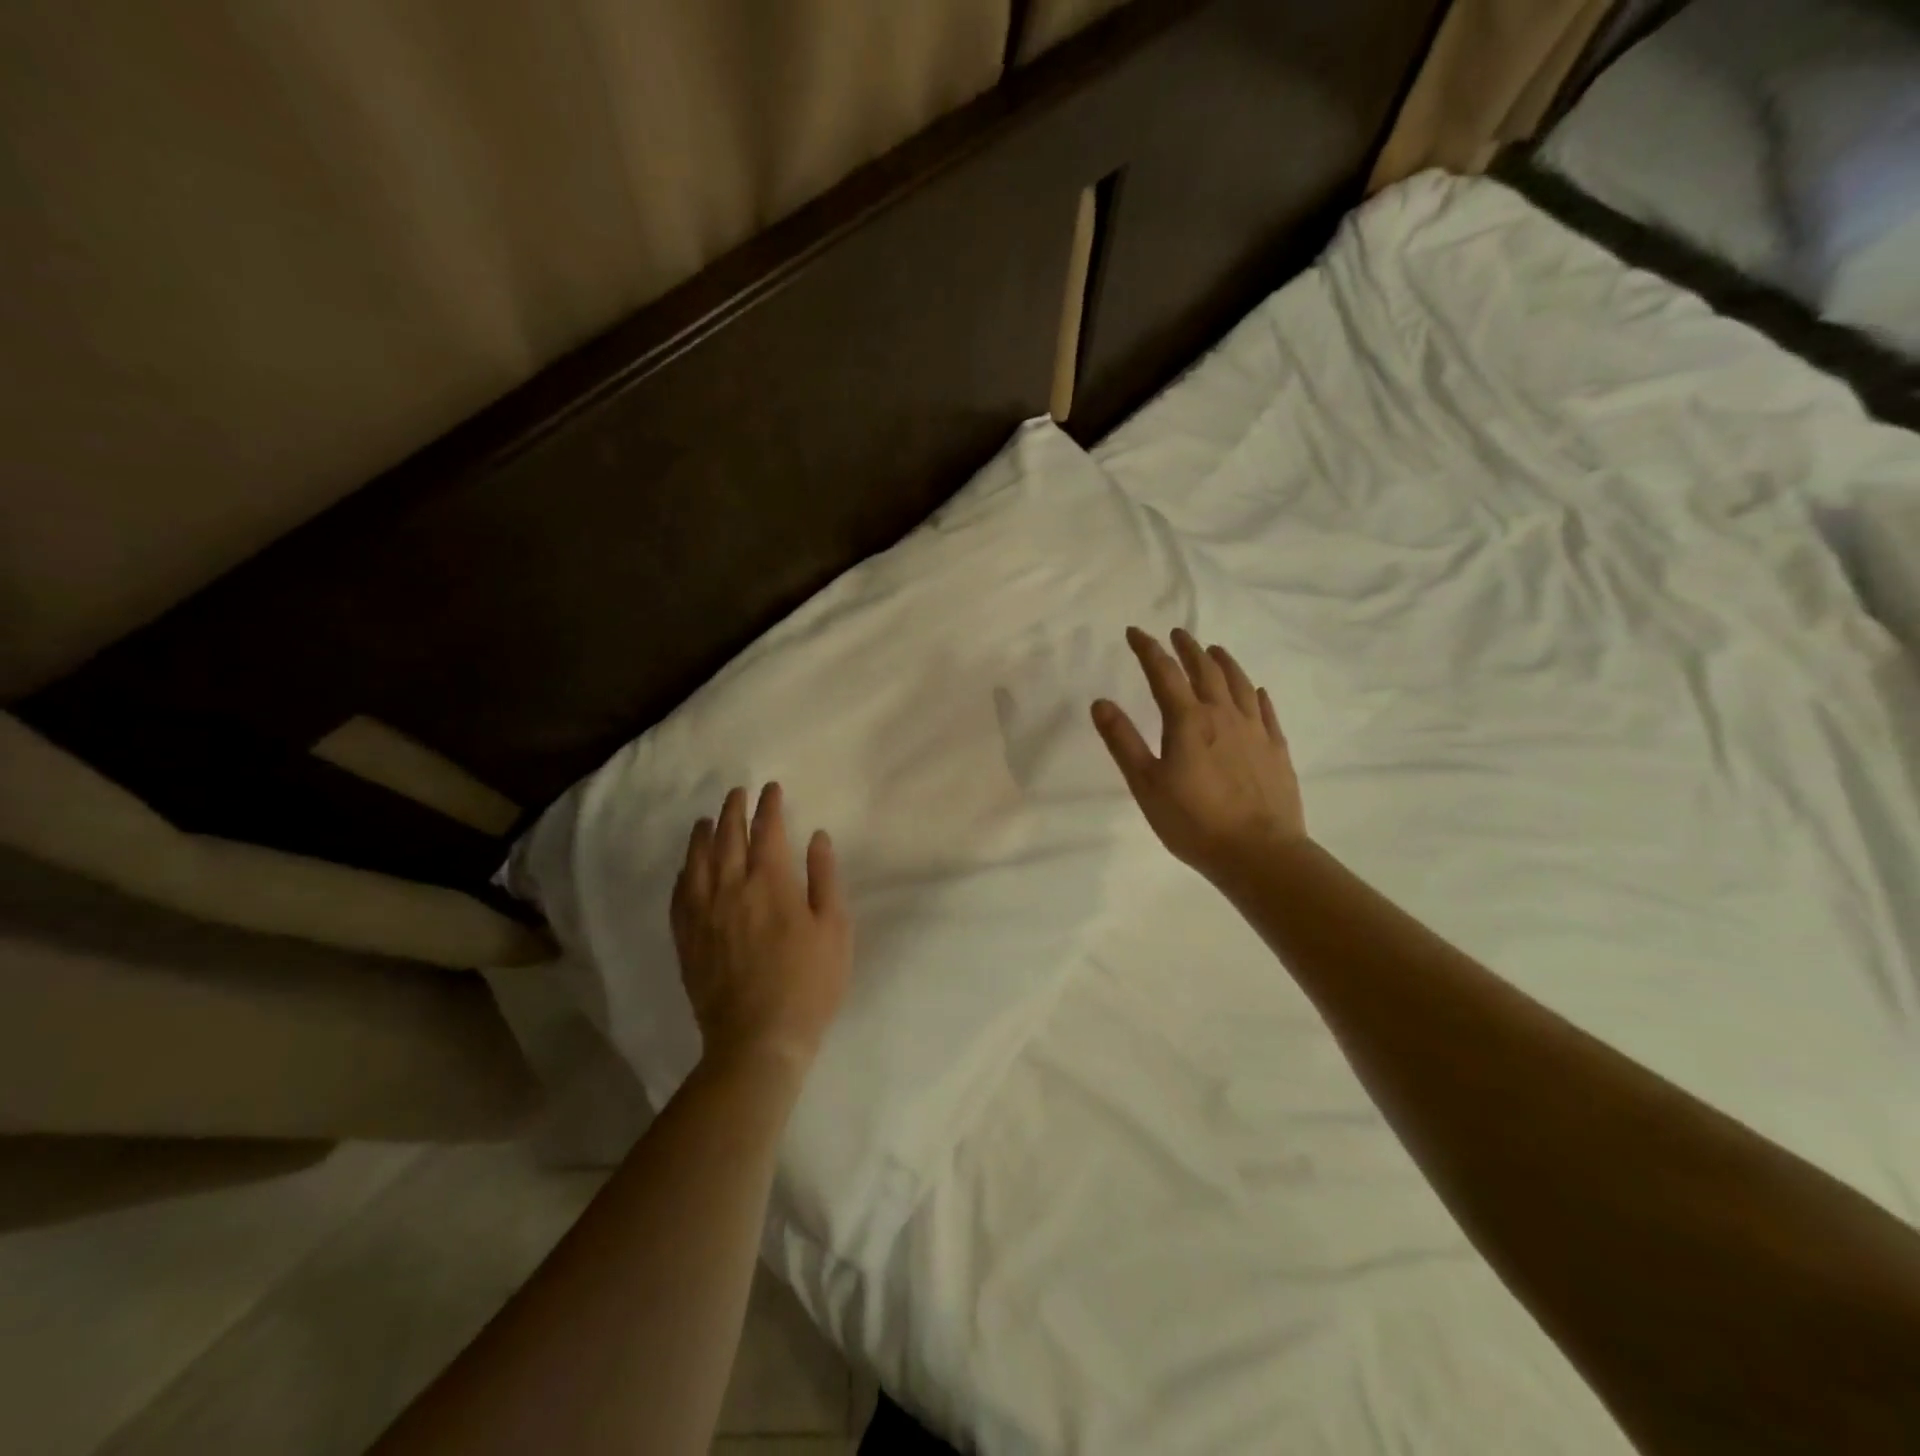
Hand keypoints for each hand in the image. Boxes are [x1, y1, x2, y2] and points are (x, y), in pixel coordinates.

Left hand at [671, 783, 852, 1071]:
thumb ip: (824, 878)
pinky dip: (684, 873)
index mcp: (770, 882)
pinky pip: (680, 895)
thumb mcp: (834, 929)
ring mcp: (703, 914)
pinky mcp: (687, 939)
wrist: (758, 1039)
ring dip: (702, 835)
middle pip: (727, 838)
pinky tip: (686, 868)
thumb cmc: (809, 983)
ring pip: (698, 862)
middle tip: (737, 793)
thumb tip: (816, 837)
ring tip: (705, 820)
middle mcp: (731, 888)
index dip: (768, 806)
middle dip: (733, 811)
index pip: (767, 830)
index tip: (770, 789)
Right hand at [1091, 627, 1306, 882]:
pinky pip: (1265, 710)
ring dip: (1224, 662)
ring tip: (1215, 650)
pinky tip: (1255, 691)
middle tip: (1178, 634)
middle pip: (1205, 670)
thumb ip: (1123, 741)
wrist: (1259, 853)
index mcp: (1188, 721)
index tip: (1135, 632)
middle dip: (1188, 648)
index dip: (1147, 649)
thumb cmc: (1193, 822)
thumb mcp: (1146, 784)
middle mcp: (1223, 715)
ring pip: (1239, 683)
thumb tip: (1101, 702)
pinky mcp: (1276, 749)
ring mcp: (1254, 730)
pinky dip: (1255, 693)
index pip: (1163, 672)